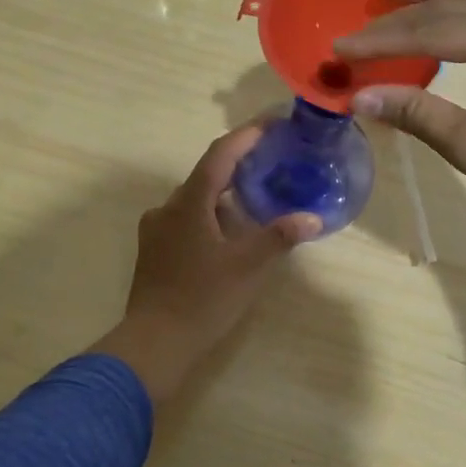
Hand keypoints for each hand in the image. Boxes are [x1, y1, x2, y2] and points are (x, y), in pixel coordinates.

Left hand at [92, 128, 320, 404]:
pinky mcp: (153, 251)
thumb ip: (279, 237)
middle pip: (206, 176)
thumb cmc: (203, 299)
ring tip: (255, 200)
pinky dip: (210, 217)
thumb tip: (312, 218)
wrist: (155, 342)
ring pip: (195, 201)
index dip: (246, 136)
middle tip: (270, 164)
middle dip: (238, 167)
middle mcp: (167, 208)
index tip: (271, 124)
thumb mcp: (248, 267)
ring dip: (224, 195)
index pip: (220, 155)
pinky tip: (228, 234)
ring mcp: (156, 230)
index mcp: (189, 203)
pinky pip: (185, 220)